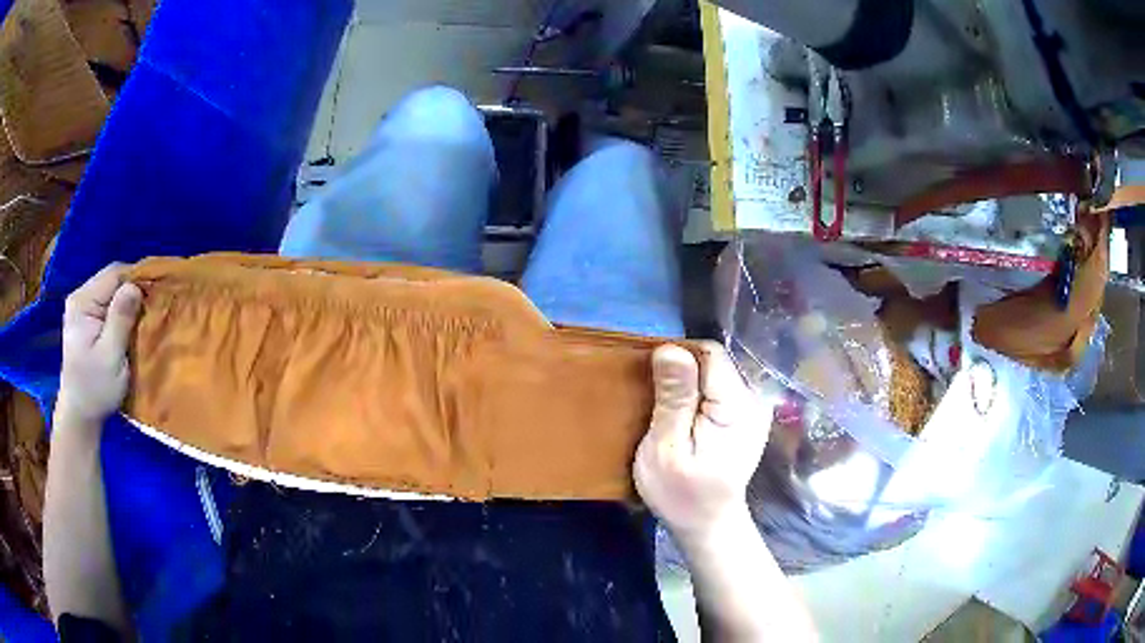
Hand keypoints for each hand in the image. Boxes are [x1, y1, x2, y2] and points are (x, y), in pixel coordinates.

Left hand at [58, 263, 141, 424]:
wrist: (79, 415)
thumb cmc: (95, 389)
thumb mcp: (110, 357)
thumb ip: (120, 319)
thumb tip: (135, 286)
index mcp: (82, 302)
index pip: (114, 274)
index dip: (136, 279)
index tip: (156, 296)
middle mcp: (80, 297)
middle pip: (112, 280)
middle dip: (132, 292)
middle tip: (151, 311)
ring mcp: (81, 307)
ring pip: (111, 291)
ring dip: (127, 303)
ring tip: (141, 319)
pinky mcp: (85, 319)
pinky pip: (107, 304)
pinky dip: (120, 311)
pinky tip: (128, 326)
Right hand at [634, 342, 775, 543]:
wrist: (708, 524)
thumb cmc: (682, 494)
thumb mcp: (666, 448)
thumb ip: (673, 398)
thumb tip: (670, 349)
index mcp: (737, 404)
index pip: (709, 353)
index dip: (678, 358)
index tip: (653, 381)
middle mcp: (753, 398)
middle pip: (714, 361)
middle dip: (683, 371)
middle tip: (656, 399)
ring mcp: (754, 407)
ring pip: (716, 372)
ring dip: (689, 383)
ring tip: (668, 408)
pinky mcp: (747, 416)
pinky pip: (720, 388)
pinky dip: (699, 394)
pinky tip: (685, 415)